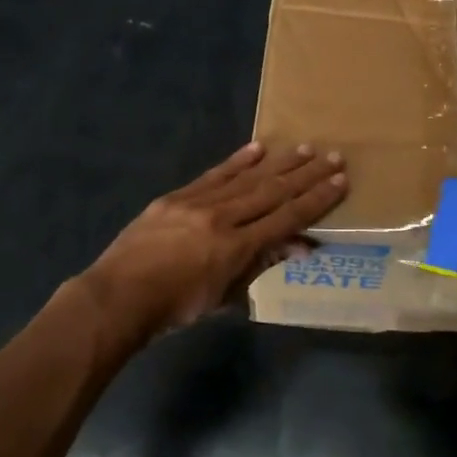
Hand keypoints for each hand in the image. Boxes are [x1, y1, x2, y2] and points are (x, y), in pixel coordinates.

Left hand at [82, 141, 347, 334]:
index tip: (339, 181)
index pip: (286, 218)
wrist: (117, 296)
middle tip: (333, 156)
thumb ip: (259, 266)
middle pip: (272, 192)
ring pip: (246, 178)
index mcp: (235, 247)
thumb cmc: (174, 308)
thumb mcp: (222, 296)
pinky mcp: (176, 196)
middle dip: (306, 174)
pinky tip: (257, 148)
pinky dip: (237, 161)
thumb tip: (297, 247)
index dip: (316, 199)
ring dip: (278, 163)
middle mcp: (221, 218)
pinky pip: (213, 175)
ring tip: (304, 148)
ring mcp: (197, 203)